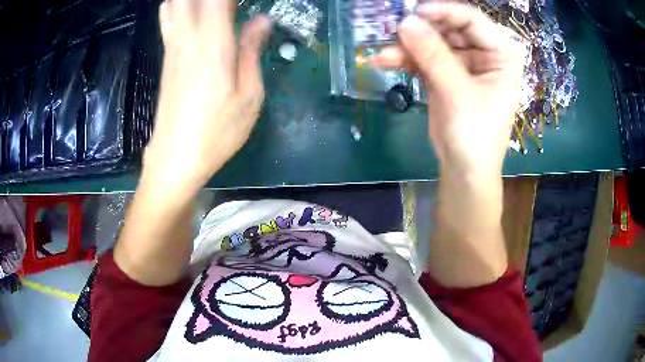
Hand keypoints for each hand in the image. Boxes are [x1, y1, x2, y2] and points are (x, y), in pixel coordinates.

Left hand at [142, 0, 272, 194]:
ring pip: (176, 5)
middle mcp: (189, 39)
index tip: (244, 1)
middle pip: (191, 0)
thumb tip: (262, 20)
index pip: (219, 0)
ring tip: (215, 9)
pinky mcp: (166, 59)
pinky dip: (178, 7)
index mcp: (214, 46)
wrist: (174, 160)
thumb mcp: (249, 97)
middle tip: (231, 6)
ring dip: (193, 2)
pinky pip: (169, 20)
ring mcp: (173, 48)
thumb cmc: (217, 133)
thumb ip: (252, 51)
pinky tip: (191, 10)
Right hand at [371, 2, 520, 177]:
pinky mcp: (443, 73)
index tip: (414, 12)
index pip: (472, 20)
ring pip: (431, 41)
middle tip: (393, 30)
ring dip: (407, 45)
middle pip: (448, 27)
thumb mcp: (459, 95)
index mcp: (500, 54)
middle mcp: (482, 53)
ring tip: (384, 53)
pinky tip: (384, 60)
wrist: (464, 171)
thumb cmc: (475, 136)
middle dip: (421, 29)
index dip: (444, 11)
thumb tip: (406, 22)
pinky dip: (404, 58)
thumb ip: (434, 57)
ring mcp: (461, 62)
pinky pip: (422, 57)